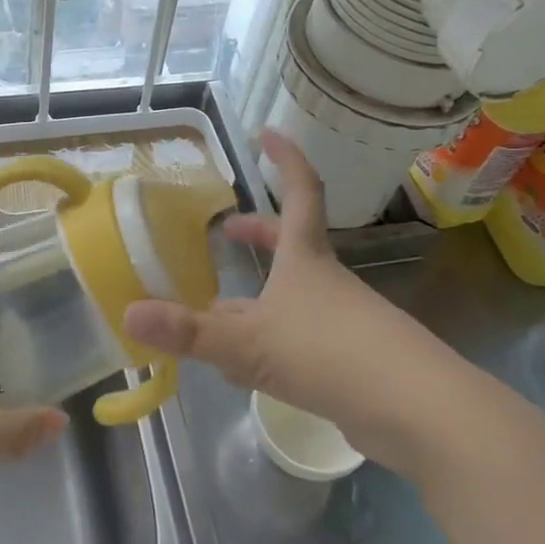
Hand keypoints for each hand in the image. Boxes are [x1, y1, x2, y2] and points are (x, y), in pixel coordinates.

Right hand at [123, 130, 453, 475]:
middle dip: (259, 232)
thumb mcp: (249, 343)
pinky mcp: (352, 359)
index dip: (285, 159)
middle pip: (293, 242)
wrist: (417, 411)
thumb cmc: (329, 354)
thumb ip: (189, 332)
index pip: (299, 191)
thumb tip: (127, 314)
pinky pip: (302, 337)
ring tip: (220, 312)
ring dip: (259, 295)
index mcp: (305, 258)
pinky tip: (251, 370)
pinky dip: (272, 338)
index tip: (266, 132)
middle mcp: (326, 280)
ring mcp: (343, 319)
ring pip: (294, 294)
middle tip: (227, 230)